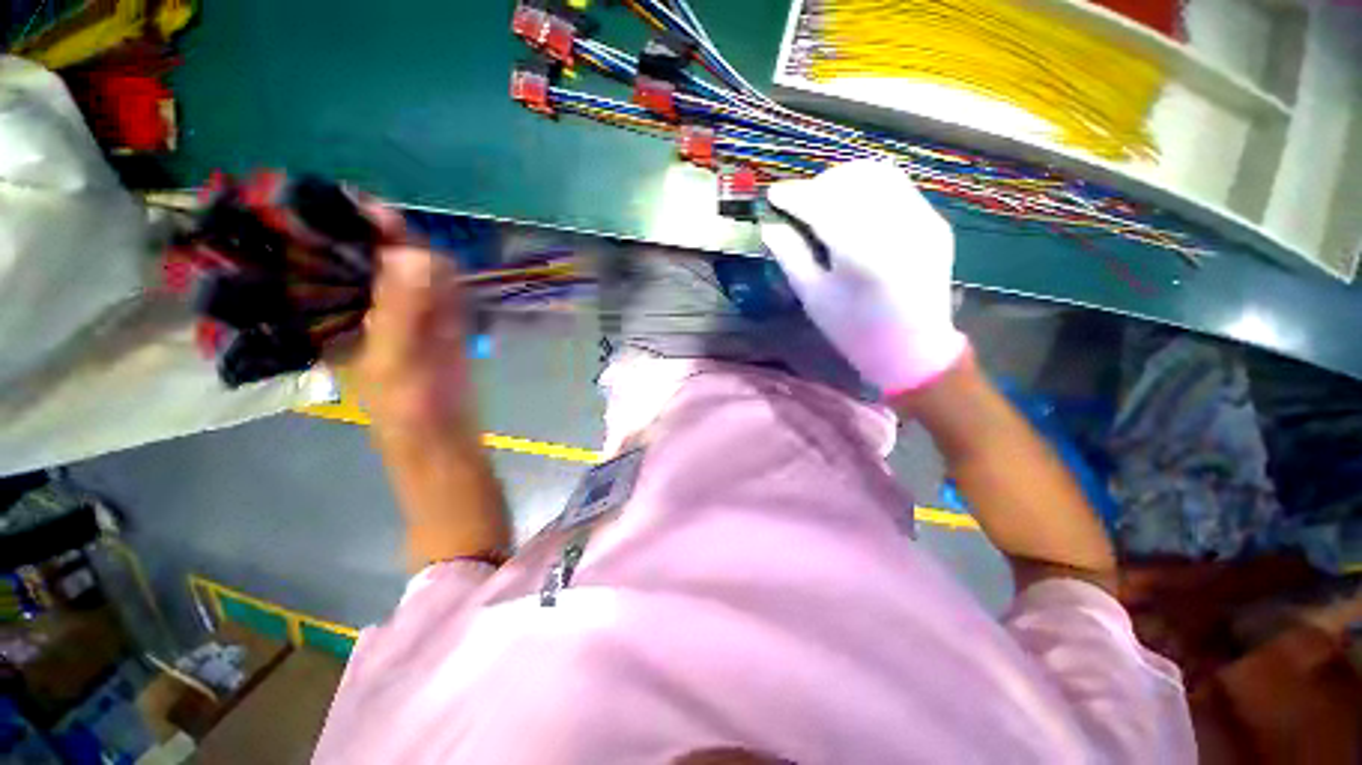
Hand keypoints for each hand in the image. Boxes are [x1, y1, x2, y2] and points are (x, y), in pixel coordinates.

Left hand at [345, 239, 471, 431]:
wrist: (445, 431)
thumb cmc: (406, 405)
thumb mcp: (396, 358)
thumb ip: (403, 310)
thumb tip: (413, 253)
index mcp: (336, 314)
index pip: (331, 260)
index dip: (344, 233)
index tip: (364, 208)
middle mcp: (366, 305)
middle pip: (373, 257)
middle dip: (392, 241)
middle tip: (404, 232)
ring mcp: (406, 310)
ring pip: (413, 268)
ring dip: (425, 260)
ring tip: (435, 268)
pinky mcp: (438, 318)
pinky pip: (442, 287)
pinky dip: (449, 280)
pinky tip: (453, 282)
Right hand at [760, 159, 967, 393]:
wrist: (912, 349)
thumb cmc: (854, 331)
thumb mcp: (814, 298)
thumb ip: (791, 256)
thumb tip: (770, 227)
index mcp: (860, 252)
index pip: (821, 205)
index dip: (794, 195)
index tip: (773, 194)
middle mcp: (896, 226)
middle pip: (852, 179)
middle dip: (820, 183)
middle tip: (800, 202)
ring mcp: (922, 221)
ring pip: (879, 175)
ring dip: (845, 180)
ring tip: (825, 200)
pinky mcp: (935, 223)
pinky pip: (898, 189)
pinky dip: (870, 190)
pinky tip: (855, 210)